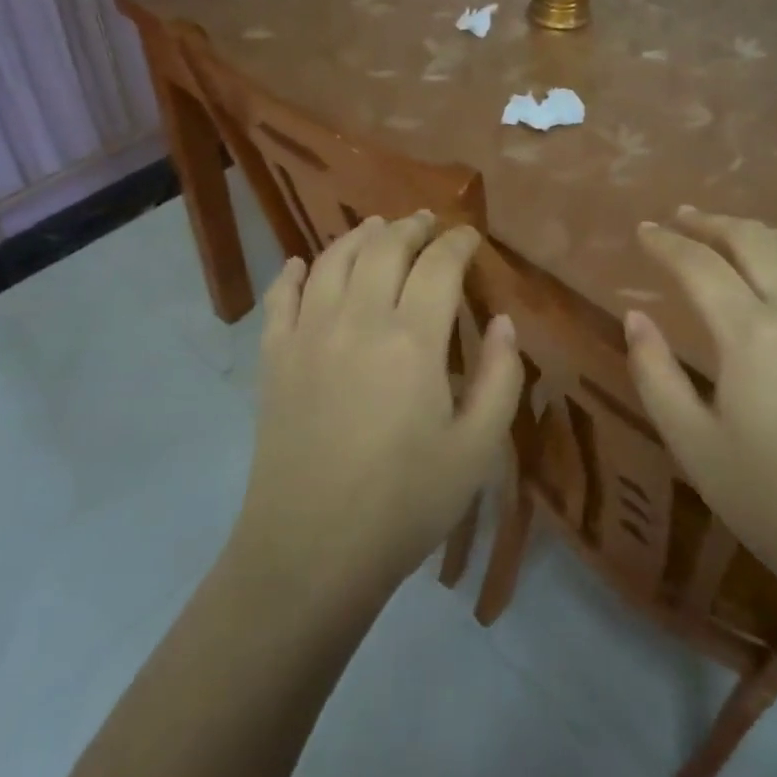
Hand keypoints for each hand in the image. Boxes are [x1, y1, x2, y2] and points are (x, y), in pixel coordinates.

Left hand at [229, 213, 525, 603]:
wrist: (311, 552)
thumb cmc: (404, 505)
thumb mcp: (476, 451)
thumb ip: (500, 378)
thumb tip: (503, 323)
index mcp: (412, 340)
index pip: (439, 266)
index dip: (458, 243)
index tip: (470, 236)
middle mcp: (357, 320)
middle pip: (384, 248)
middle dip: (411, 227)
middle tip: (428, 223)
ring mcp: (308, 334)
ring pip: (332, 260)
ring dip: (359, 236)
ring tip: (376, 227)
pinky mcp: (273, 357)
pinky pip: (280, 296)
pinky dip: (292, 272)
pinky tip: (300, 264)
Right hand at [624, 207, 776, 624]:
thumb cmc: (771, 501)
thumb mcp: (692, 443)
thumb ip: (655, 372)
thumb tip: (635, 317)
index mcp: (752, 334)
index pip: (699, 265)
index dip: (666, 243)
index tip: (643, 230)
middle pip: (753, 240)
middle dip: (711, 223)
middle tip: (681, 218)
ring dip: (759, 232)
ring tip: (730, 233)